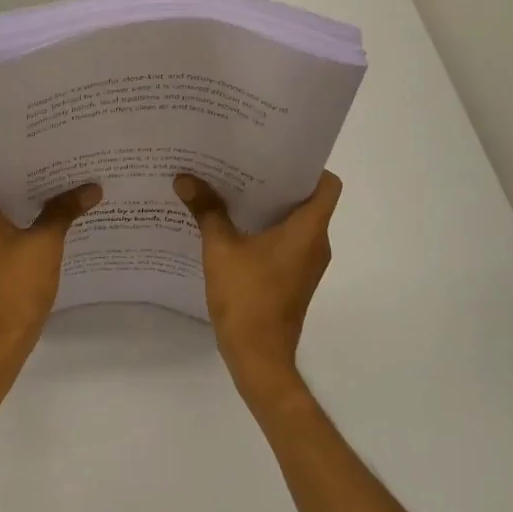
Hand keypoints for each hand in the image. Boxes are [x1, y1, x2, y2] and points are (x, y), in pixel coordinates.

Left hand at [0, 146, 100, 369]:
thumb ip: (65, 210)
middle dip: (20, 169)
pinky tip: (52, 217)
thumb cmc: (14, 288)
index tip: (34, 146)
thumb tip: (92, 188)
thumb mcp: (45, 244)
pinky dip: (20, 216)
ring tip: (59, 184)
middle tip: (56, 159)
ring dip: (22, 194)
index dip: (1, 148)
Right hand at [175, 171, 341, 402]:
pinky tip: (232, 228)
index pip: (327, 184)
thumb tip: (185, 178)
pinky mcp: (293, 279)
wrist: (258, 355)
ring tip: (232, 191)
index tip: (274, 156)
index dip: (307, 166)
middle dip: (276, 182)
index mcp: (309, 229)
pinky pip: (285, 243)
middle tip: (242, 165)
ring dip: (268, 208)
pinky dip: (265, 231)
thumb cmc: (247, 297)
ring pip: (294, 223)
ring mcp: (306, 264)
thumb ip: (206, 211)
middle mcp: (316, 243)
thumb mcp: (220, 249)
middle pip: (307, 200)